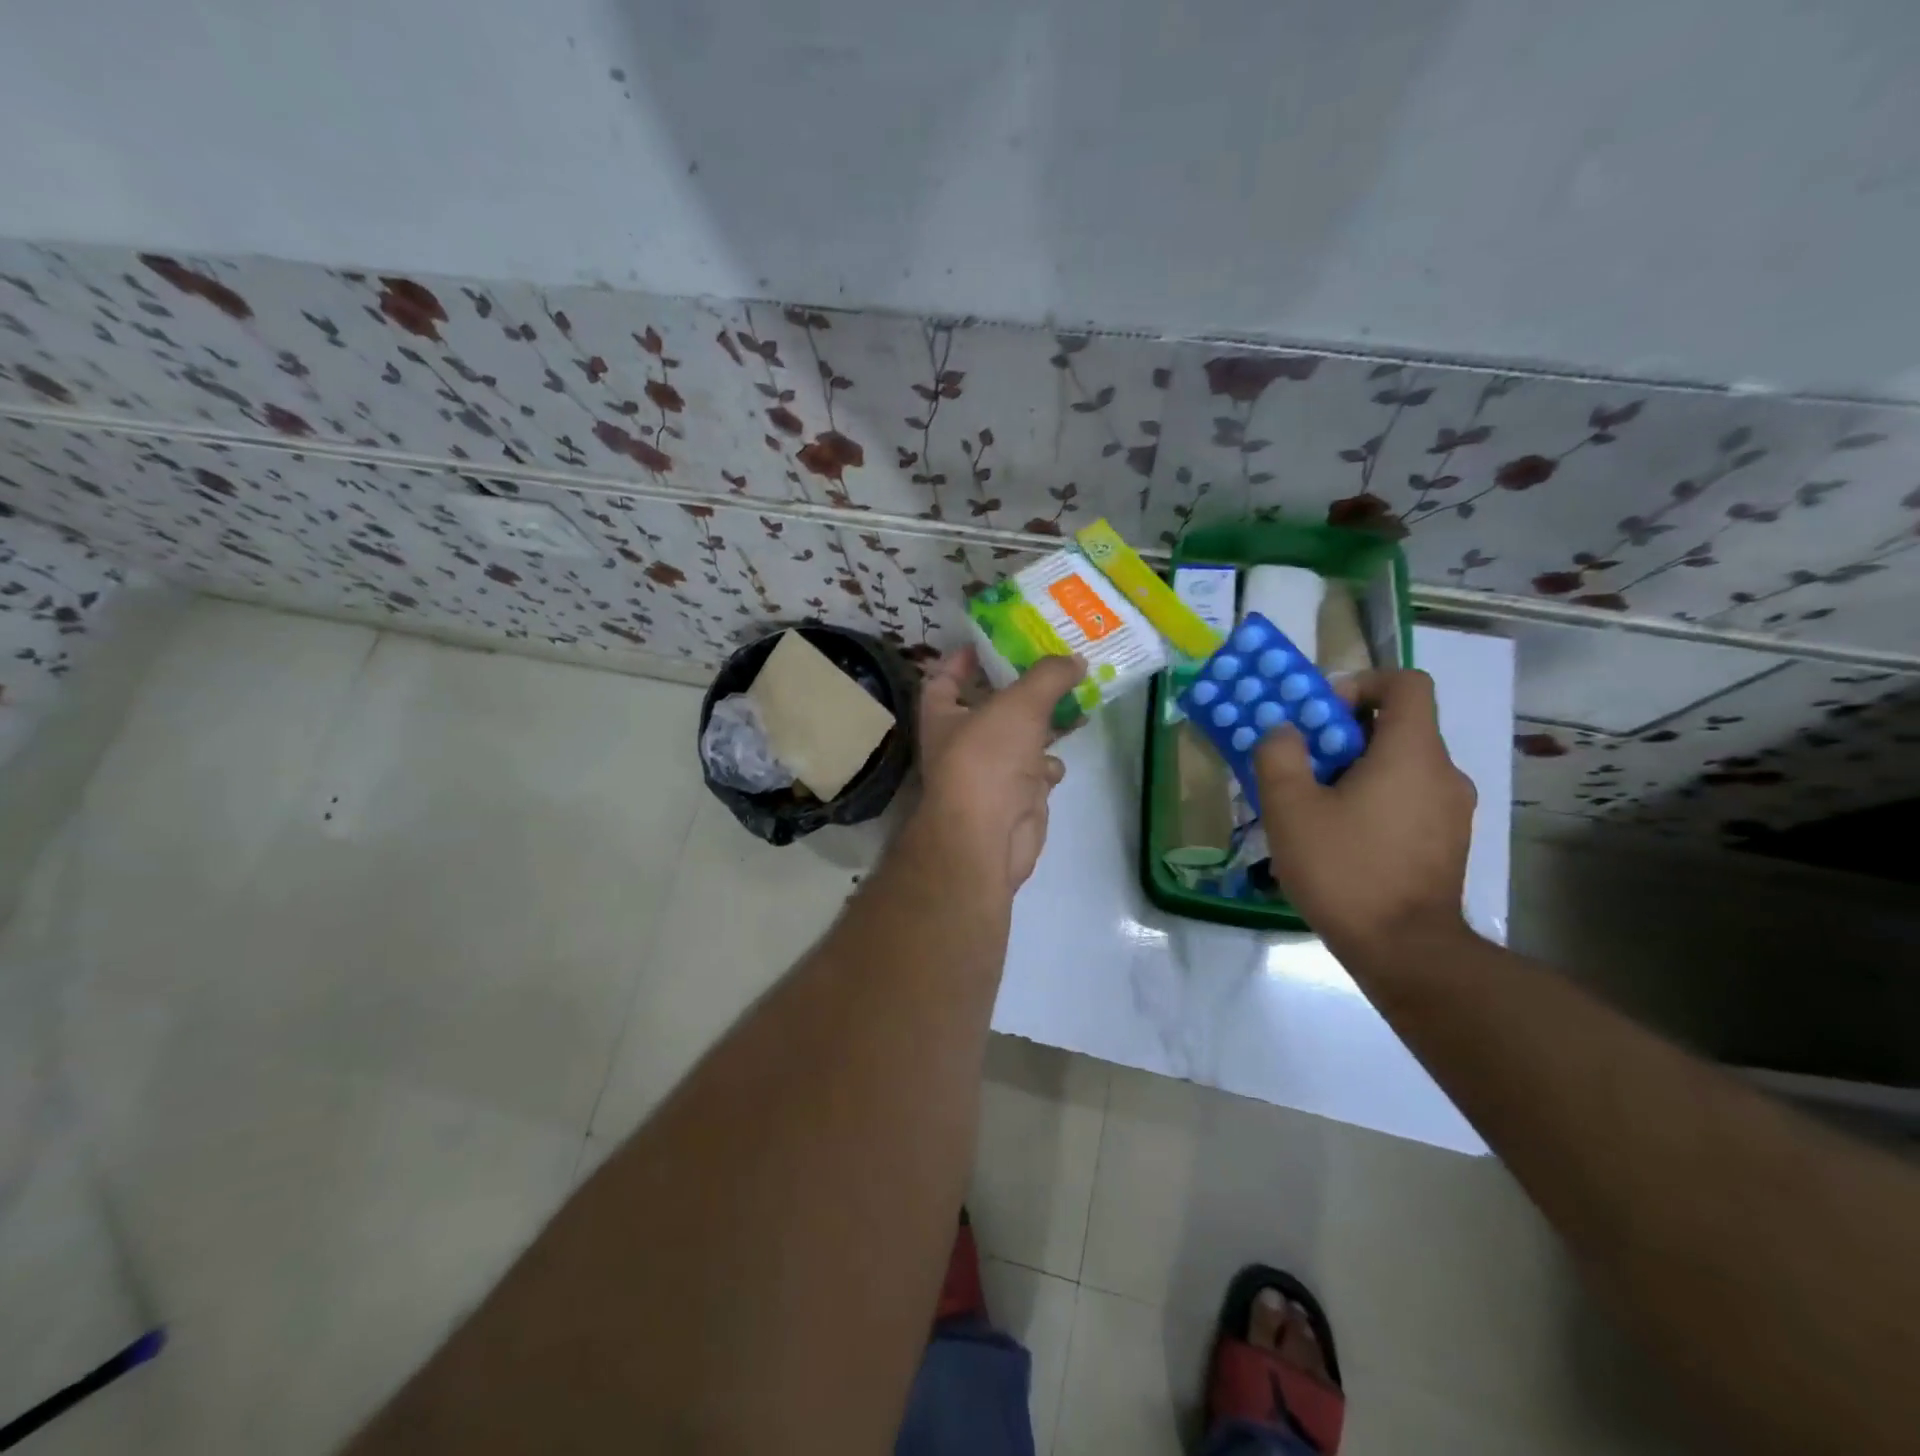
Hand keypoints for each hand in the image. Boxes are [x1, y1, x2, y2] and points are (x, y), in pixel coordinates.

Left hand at [909, 648, 1084, 895]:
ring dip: (1044, 724)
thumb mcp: (1019, 703)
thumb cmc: (988, 758)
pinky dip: (1048, 764)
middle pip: (991, 706)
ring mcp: (989, 771)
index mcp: (944, 714)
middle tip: (1054, 665)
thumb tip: (1075, 660)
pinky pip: (1034, 771)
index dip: (961, 660)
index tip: (989, 643)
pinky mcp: (1015, 797)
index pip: (944, 679)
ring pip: (1019, 738)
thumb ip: (1048, 676)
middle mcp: (962, 741)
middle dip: (1021, 689)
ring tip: (1074, 700)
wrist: (989, 835)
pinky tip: (1060, 758)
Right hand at [1254, 668, 1476, 965]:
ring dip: (1357, 771)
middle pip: (1398, 726)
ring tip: (1316, 808)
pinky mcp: (1449, 842)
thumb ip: (1279, 755)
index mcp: (1412, 752)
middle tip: (1303, 766)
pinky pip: (1409, 799)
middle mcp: (1444, 772)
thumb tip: (1284, 732)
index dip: (1362, 684)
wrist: (1405, 951)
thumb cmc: (1345, 869)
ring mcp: (1453, 810)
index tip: (1322, 716)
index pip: (1406, 683)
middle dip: (1345, 735)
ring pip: (1401, 766)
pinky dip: (1376, 801)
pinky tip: (1342, 839)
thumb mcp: (1290, 808)